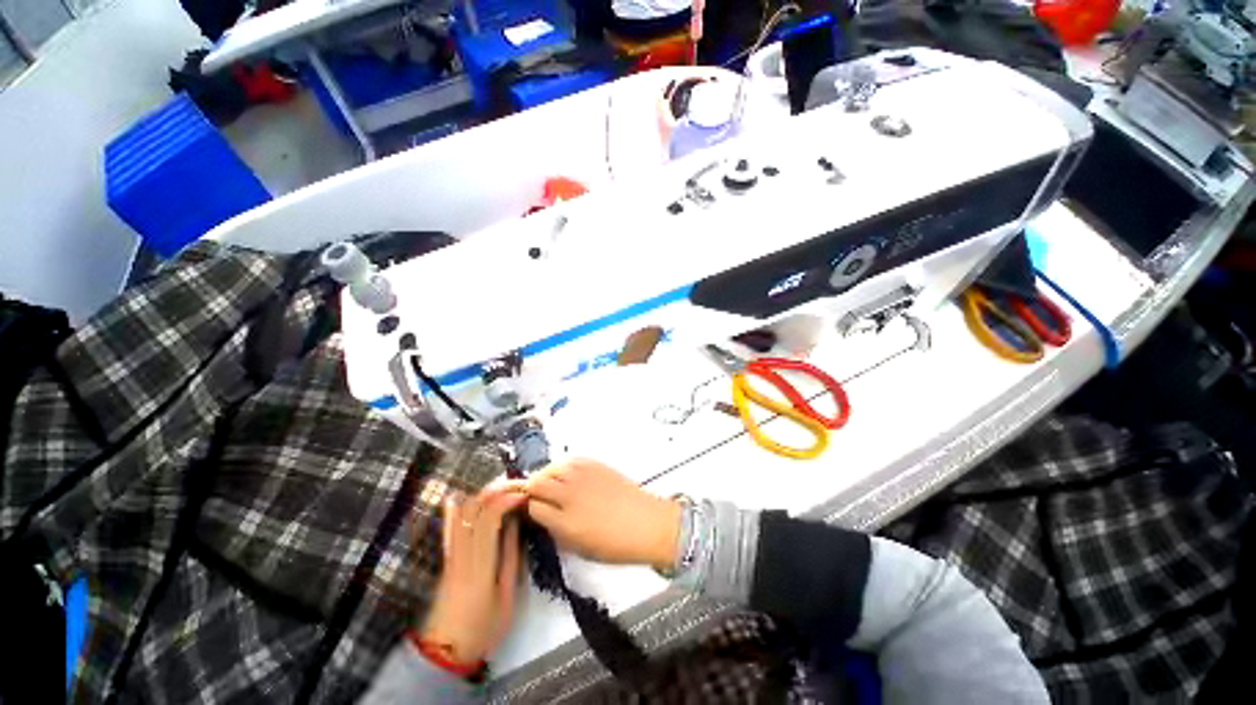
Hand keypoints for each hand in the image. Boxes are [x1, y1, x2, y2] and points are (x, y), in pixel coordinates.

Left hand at [419, 484, 526, 663]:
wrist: (446, 652)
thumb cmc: (483, 627)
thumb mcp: (506, 596)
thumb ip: (510, 556)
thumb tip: (515, 523)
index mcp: (480, 562)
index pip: (490, 517)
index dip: (506, 499)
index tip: (524, 494)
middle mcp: (462, 552)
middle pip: (474, 509)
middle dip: (496, 490)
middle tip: (517, 485)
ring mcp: (450, 555)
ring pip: (461, 514)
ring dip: (481, 495)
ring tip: (502, 488)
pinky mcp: (446, 559)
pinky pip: (448, 528)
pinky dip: (454, 509)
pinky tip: (457, 496)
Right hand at [525, 459, 680, 570]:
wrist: (646, 523)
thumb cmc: (615, 544)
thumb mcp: (580, 548)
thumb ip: (557, 531)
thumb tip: (545, 517)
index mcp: (565, 523)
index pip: (533, 507)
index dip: (529, 508)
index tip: (531, 510)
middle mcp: (570, 496)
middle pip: (537, 482)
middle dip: (533, 489)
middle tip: (537, 495)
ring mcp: (583, 477)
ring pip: (551, 467)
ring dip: (547, 475)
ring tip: (552, 484)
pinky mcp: (595, 465)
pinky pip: (570, 460)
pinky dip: (564, 467)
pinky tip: (568, 475)